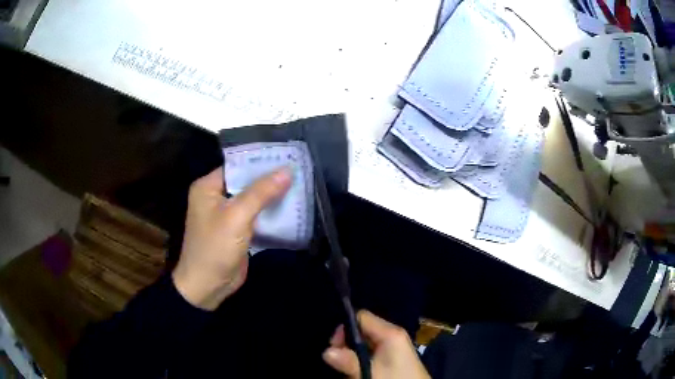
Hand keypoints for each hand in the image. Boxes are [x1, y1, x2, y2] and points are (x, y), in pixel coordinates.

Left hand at [172, 167, 291, 309]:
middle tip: (298, 171)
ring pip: (253, 199)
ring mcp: (226, 215)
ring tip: (299, 186)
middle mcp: (215, 197)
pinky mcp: (237, 230)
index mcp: (208, 187)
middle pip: (246, 182)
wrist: (208, 286)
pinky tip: (290, 207)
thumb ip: (261, 192)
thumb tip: (287, 170)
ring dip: (272, 196)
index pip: (237, 166)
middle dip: (270, 180)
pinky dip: (270, 213)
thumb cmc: (215, 247)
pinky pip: (255, 215)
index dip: (261, 161)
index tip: (286, 157)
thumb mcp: (237, 217)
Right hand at [323, 310, 429, 378]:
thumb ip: (349, 362)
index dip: (344, 328)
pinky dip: (363, 356)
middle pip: (363, 329)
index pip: (361, 317)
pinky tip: (359, 368)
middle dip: (347, 342)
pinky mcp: (395, 355)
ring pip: (366, 340)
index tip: (334, 346)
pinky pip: (373, 349)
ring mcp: (395, 345)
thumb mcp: (370, 373)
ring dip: (354, 351)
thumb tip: (326, 351)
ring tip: (348, 365)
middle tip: (339, 359)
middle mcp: (393, 334)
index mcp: (390, 332)